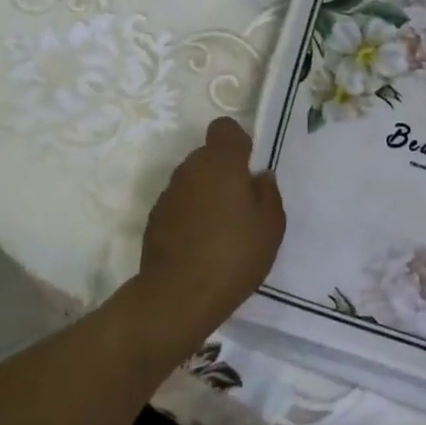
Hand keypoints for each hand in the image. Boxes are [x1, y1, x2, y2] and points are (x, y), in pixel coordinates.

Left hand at [133, 117, 285, 345]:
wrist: (177, 296)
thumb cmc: (233, 255)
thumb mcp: (271, 226)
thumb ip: (268, 193)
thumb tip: (258, 177)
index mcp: (221, 162)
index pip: (224, 128)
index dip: (237, 142)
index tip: (248, 166)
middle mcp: (190, 169)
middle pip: (208, 155)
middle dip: (224, 172)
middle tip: (241, 205)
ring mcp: (168, 193)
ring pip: (193, 181)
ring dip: (206, 194)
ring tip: (221, 230)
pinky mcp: (154, 218)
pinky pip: (179, 205)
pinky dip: (190, 215)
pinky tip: (200, 245)